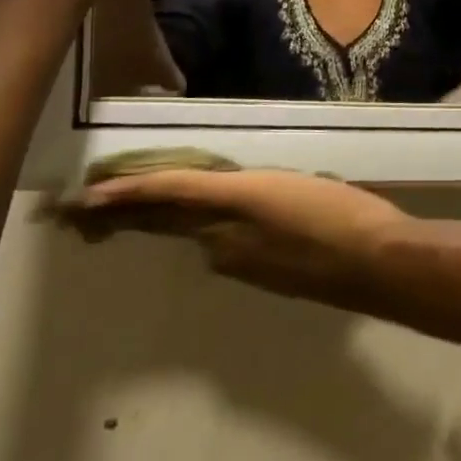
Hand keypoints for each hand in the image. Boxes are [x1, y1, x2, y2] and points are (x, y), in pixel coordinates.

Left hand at [66, 168, 408, 305]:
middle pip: (168, 221)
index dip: (129, 191)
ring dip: (167, 220)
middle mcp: (223, 240)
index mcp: (232, 206)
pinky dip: (206, 234)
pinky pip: (221, 247)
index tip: (88, 195)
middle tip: (89, 211)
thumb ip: (253, 188)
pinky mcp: (259, 278)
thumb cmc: (339, 211)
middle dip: (127, 214)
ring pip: (195, 233)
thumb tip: (227, 196)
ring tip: (150, 207)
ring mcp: (239, 263)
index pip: (169, 194)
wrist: (372, 263)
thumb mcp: (295, 182)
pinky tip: (218, 224)